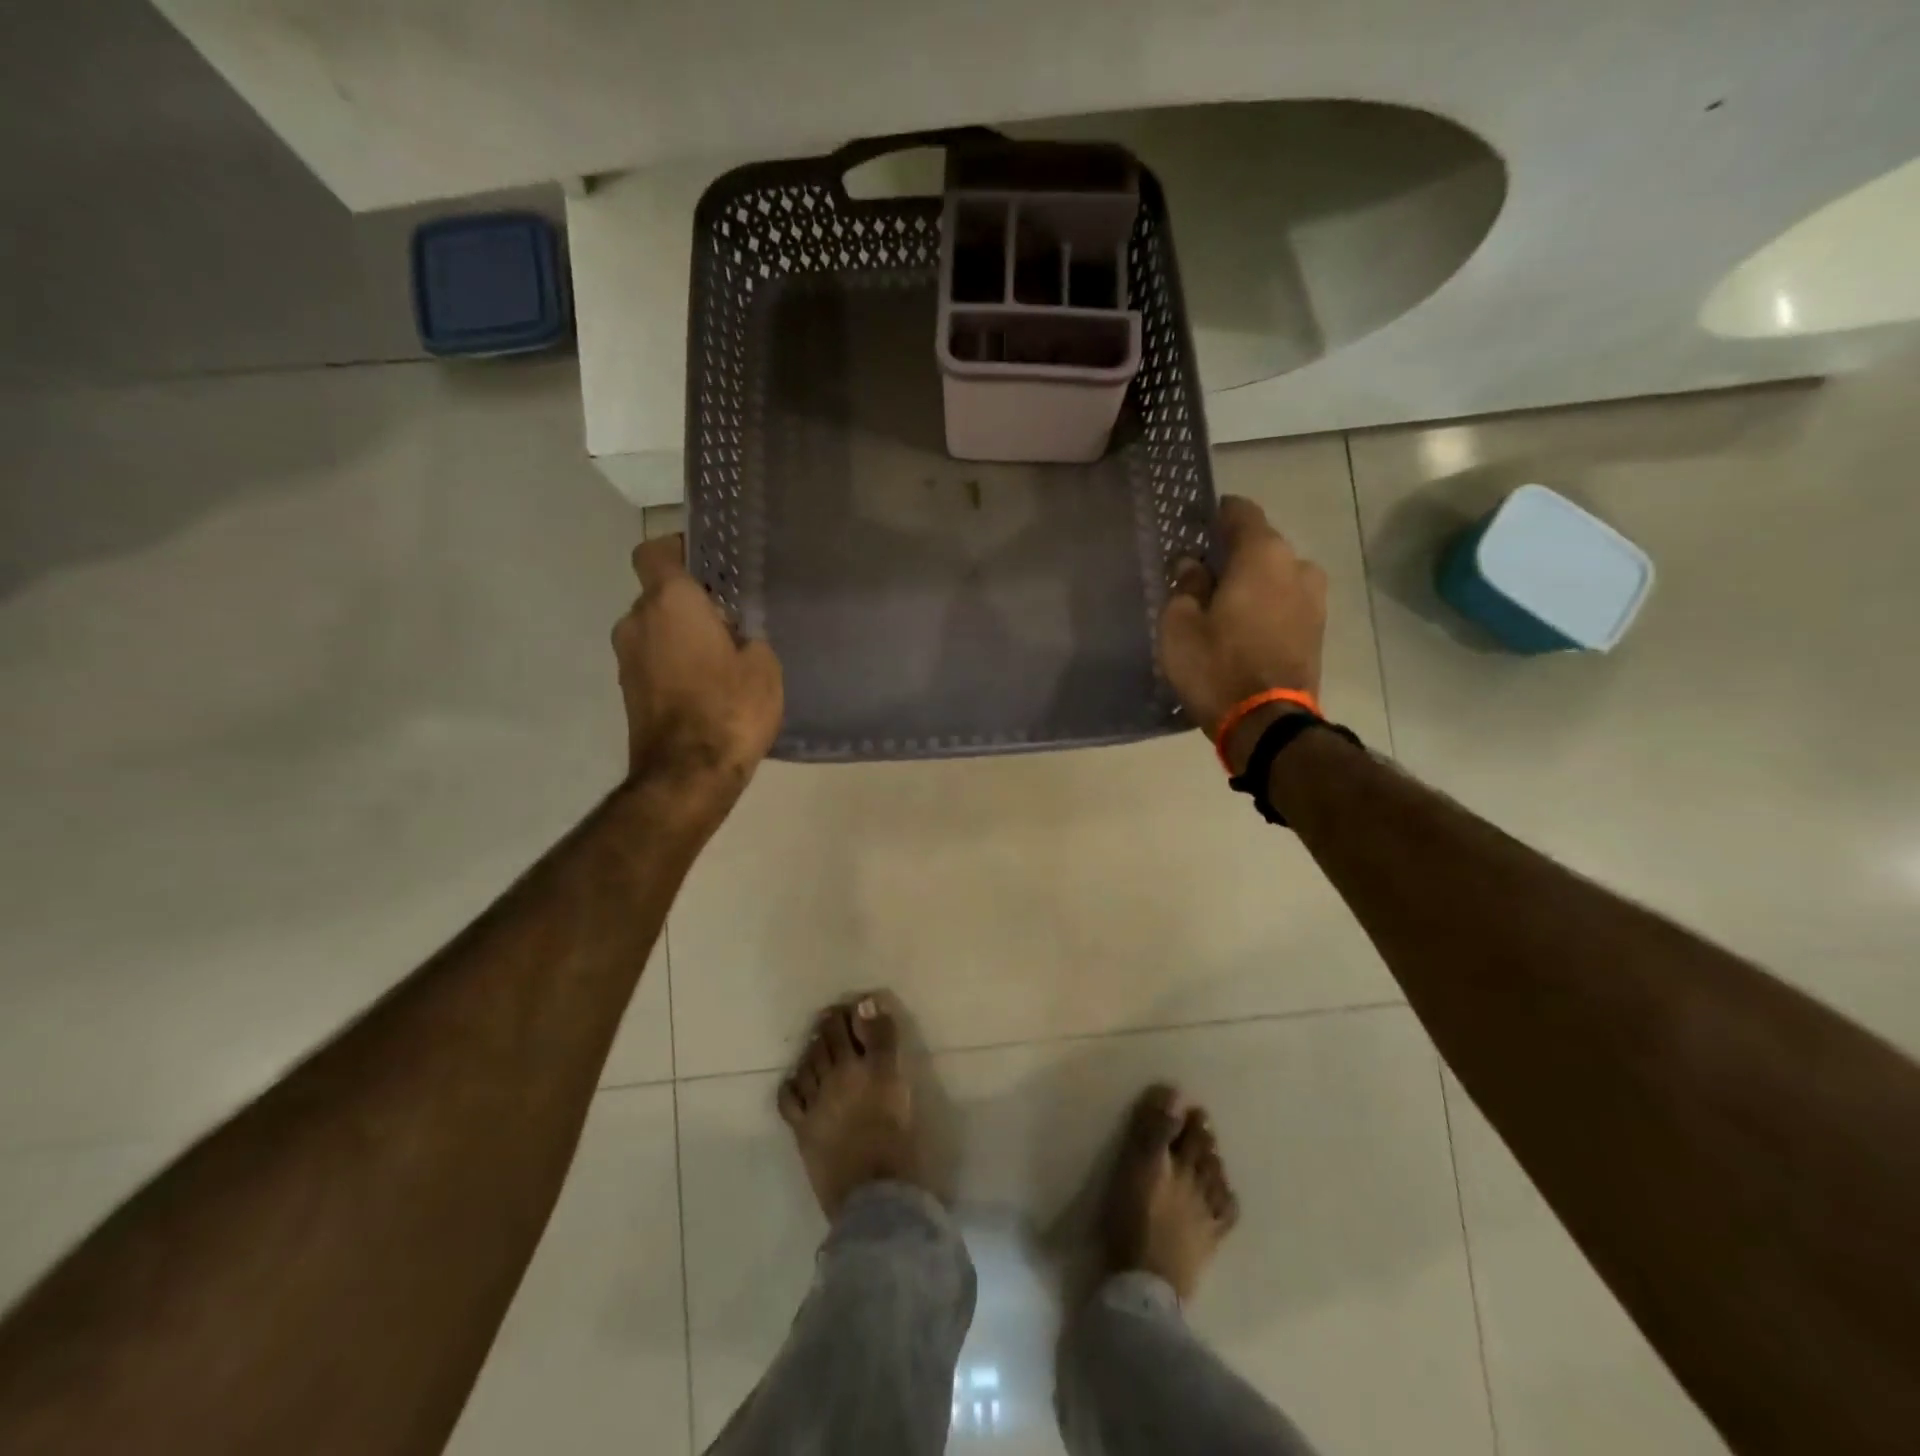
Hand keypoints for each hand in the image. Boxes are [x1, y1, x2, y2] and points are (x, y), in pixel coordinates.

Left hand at [613, 535, 782, 805]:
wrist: (688, 774)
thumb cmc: (731, 708)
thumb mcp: (763, 665)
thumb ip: (746, 636)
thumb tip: (732, 636)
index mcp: (670, 603)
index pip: (655, 552)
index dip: (677, 550)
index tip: (706, 564)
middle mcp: (637, 622)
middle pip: (659, 596)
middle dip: (689, 604)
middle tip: (729, 624)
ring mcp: (626, 659)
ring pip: (655, 630)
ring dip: (680, 637)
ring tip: (721, 661)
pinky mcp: (627, 691)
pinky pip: (652, 661)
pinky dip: (673, 665)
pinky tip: (706, 688)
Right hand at [1158, 495, 1327, 771]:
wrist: (1267, 722)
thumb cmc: (1216, 666)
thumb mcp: (1179, 624)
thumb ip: (1185, 585)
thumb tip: (1193, 566)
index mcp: (1262, 554)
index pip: (1240, 511)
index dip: (1215, 515)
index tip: (1195, 529)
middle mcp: (1297, 565)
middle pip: (1260, 545)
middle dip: (1232, 556)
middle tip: (1201, 578)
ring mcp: (1315, 598)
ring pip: (1275, 575)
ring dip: (1252, 583)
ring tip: (1223, 609)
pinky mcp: (1319, 628)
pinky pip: (1286, 602)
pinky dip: (1267, 606)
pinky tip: (1244, 629)